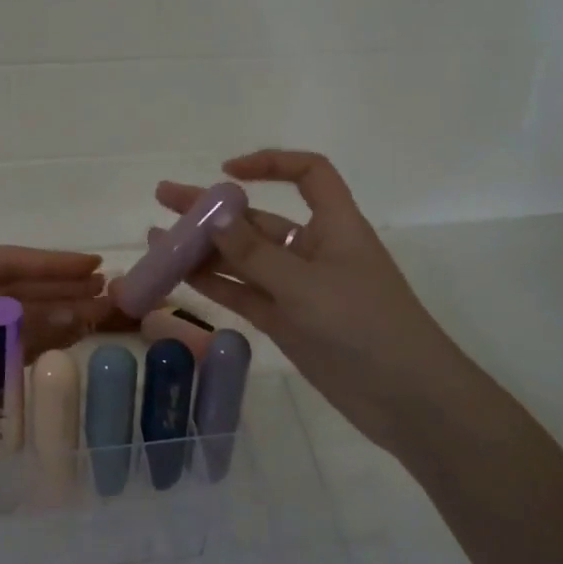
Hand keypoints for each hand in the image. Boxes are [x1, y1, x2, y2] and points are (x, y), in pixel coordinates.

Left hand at [0, 246, 114, 476]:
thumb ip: (30, 325)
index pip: (7, 260)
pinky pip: (3, 342)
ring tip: (95, 314)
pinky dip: (33, 341)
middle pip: (12, 287)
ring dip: (51, 315)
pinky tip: (64, 338)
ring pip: (11, 316)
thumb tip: (83, 314)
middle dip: (58, 290)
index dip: (54, 263)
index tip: (95, 266)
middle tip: (104, 292)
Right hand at [153, 149, 464, 455]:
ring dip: (205, 248)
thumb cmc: (365, 326)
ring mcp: (297, 288)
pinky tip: (180, 275)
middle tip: (164, 198)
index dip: (270, 164)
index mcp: (334, 226)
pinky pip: (243, 293)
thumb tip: (214, 216)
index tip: (227, 172)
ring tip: (158, 240)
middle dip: (213, 208)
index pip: (309, 175)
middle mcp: (314, 250)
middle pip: (258, 218)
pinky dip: (215, 284)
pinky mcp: (286, 321)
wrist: (404, 398)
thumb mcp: (306, 285)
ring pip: (243, 259)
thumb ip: (255, 253)